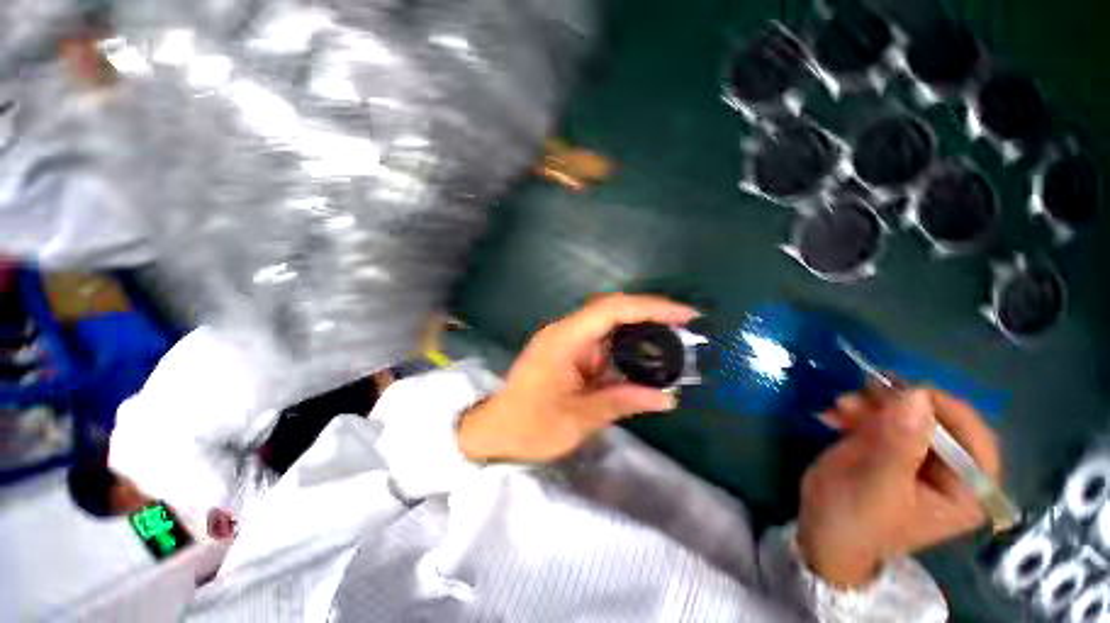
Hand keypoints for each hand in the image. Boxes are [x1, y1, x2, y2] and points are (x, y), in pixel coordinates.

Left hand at [457, 294, 699, 462]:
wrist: (495, 430)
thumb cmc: (530, 425)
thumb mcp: (579, 418)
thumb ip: (623, 401)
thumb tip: (667, 398)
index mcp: (565, 339)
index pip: (612, 309)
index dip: (650, 307)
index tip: (685, 315)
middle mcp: (566, 331)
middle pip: (612, 309)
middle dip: (650, 314)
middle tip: (686, 326)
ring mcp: (566, 339)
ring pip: (609, 323)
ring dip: (639, 329)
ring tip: (673, 340)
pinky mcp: (568, 351)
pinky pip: (602, 340)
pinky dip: (625, 346)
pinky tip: (643, 358)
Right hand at [798, 387, 1001, 587]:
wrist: (821, 530)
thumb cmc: (855, 520)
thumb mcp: (877, 485)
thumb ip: (899, 445)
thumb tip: (916, 395)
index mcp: (966, 490)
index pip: (974, 439)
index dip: (945, 411)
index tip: (905, 392)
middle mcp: (950, 468)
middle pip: (938, 419)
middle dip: (897, 405)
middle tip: (861, 393)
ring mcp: (918, 454)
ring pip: (906, 412)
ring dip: (872, 403)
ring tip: (841, 406)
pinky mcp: (890, 445)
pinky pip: (881, 415)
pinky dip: (857, 409)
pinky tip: (834, 415)